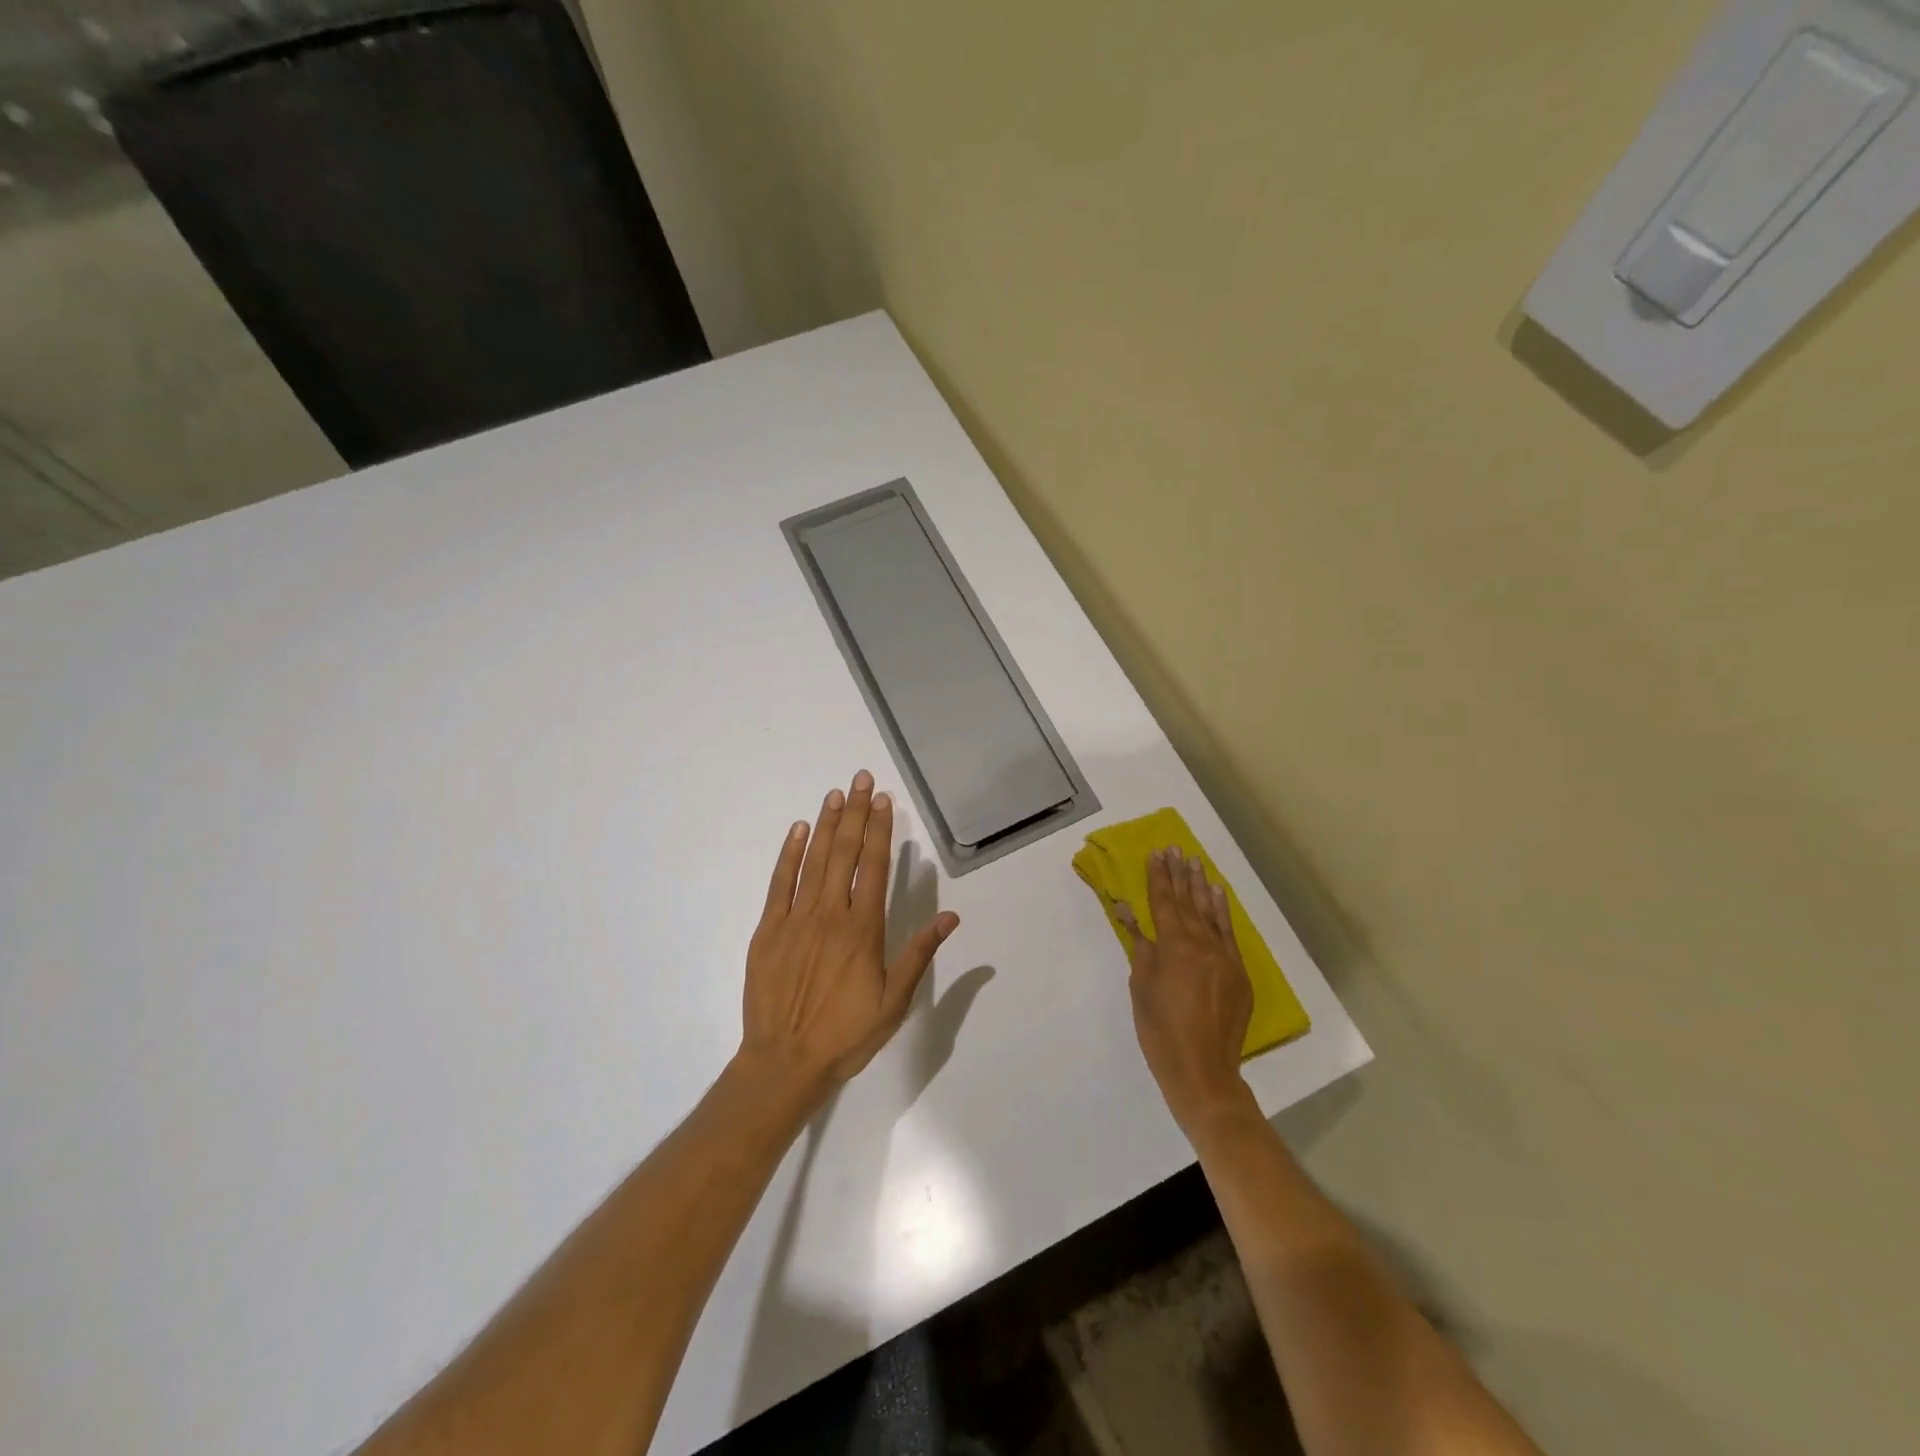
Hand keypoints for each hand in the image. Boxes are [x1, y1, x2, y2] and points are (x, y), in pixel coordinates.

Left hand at [740, 770, 959, 1101]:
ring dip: (826, 824)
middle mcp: (830, 914)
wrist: (784, 1061)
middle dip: (854, 813)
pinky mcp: (768, 930)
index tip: (883, 800)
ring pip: (813, 860)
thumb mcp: (894, 1002)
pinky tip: (798, 831)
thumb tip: (950, 918)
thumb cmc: (846, 1034)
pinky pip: (779, 883)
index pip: (873, 867)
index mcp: (862, 929)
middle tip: (860, 779)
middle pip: (844, 853)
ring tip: (836, 794)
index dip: (879, 830)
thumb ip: (919, 955)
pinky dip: (789, 854)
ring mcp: (795, 919)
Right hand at [1117, 848, 1259, 1142]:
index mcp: (1174, 946)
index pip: (1163, 902)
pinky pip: (1230, 933)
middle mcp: (1202, 944)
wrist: (1203, 1070)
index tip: (1156, 853)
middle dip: (1180, 874)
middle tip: (1176, 848)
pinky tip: (1219, 895)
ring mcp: (1225, 957)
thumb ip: (1139, 945)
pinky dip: (1223, 912)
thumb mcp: (1140, 985)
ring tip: (1196, 862)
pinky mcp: (1239, 973)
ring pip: (1212, 913)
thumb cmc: (1160, 1029)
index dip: (1158, 877)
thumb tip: (1127, 911)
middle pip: (1188, 901)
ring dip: (1202, 886)